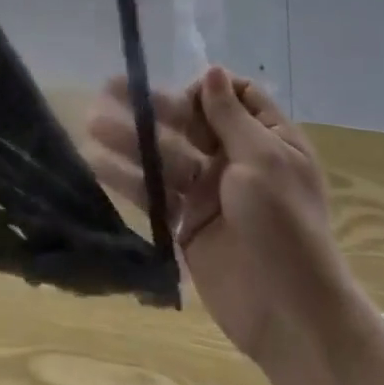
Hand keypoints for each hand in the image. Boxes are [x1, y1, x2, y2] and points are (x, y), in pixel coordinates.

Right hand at [88, 67, 357, 370]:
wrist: (291, 314)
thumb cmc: (285, 226)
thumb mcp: (264, 160)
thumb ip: (231, 117)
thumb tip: (213, 70)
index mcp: (267, 139)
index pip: (234, 97)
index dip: (206, 91)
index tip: (186, 101)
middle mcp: (236, 159)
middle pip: (189, 121)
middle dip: (151, 106)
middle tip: (107, 88)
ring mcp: (209, 192)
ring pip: (164, 154)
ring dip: (130, 137)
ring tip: (92, 123)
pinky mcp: (186, 223)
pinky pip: (154, 192)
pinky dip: (127, 177)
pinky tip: (97, 163)